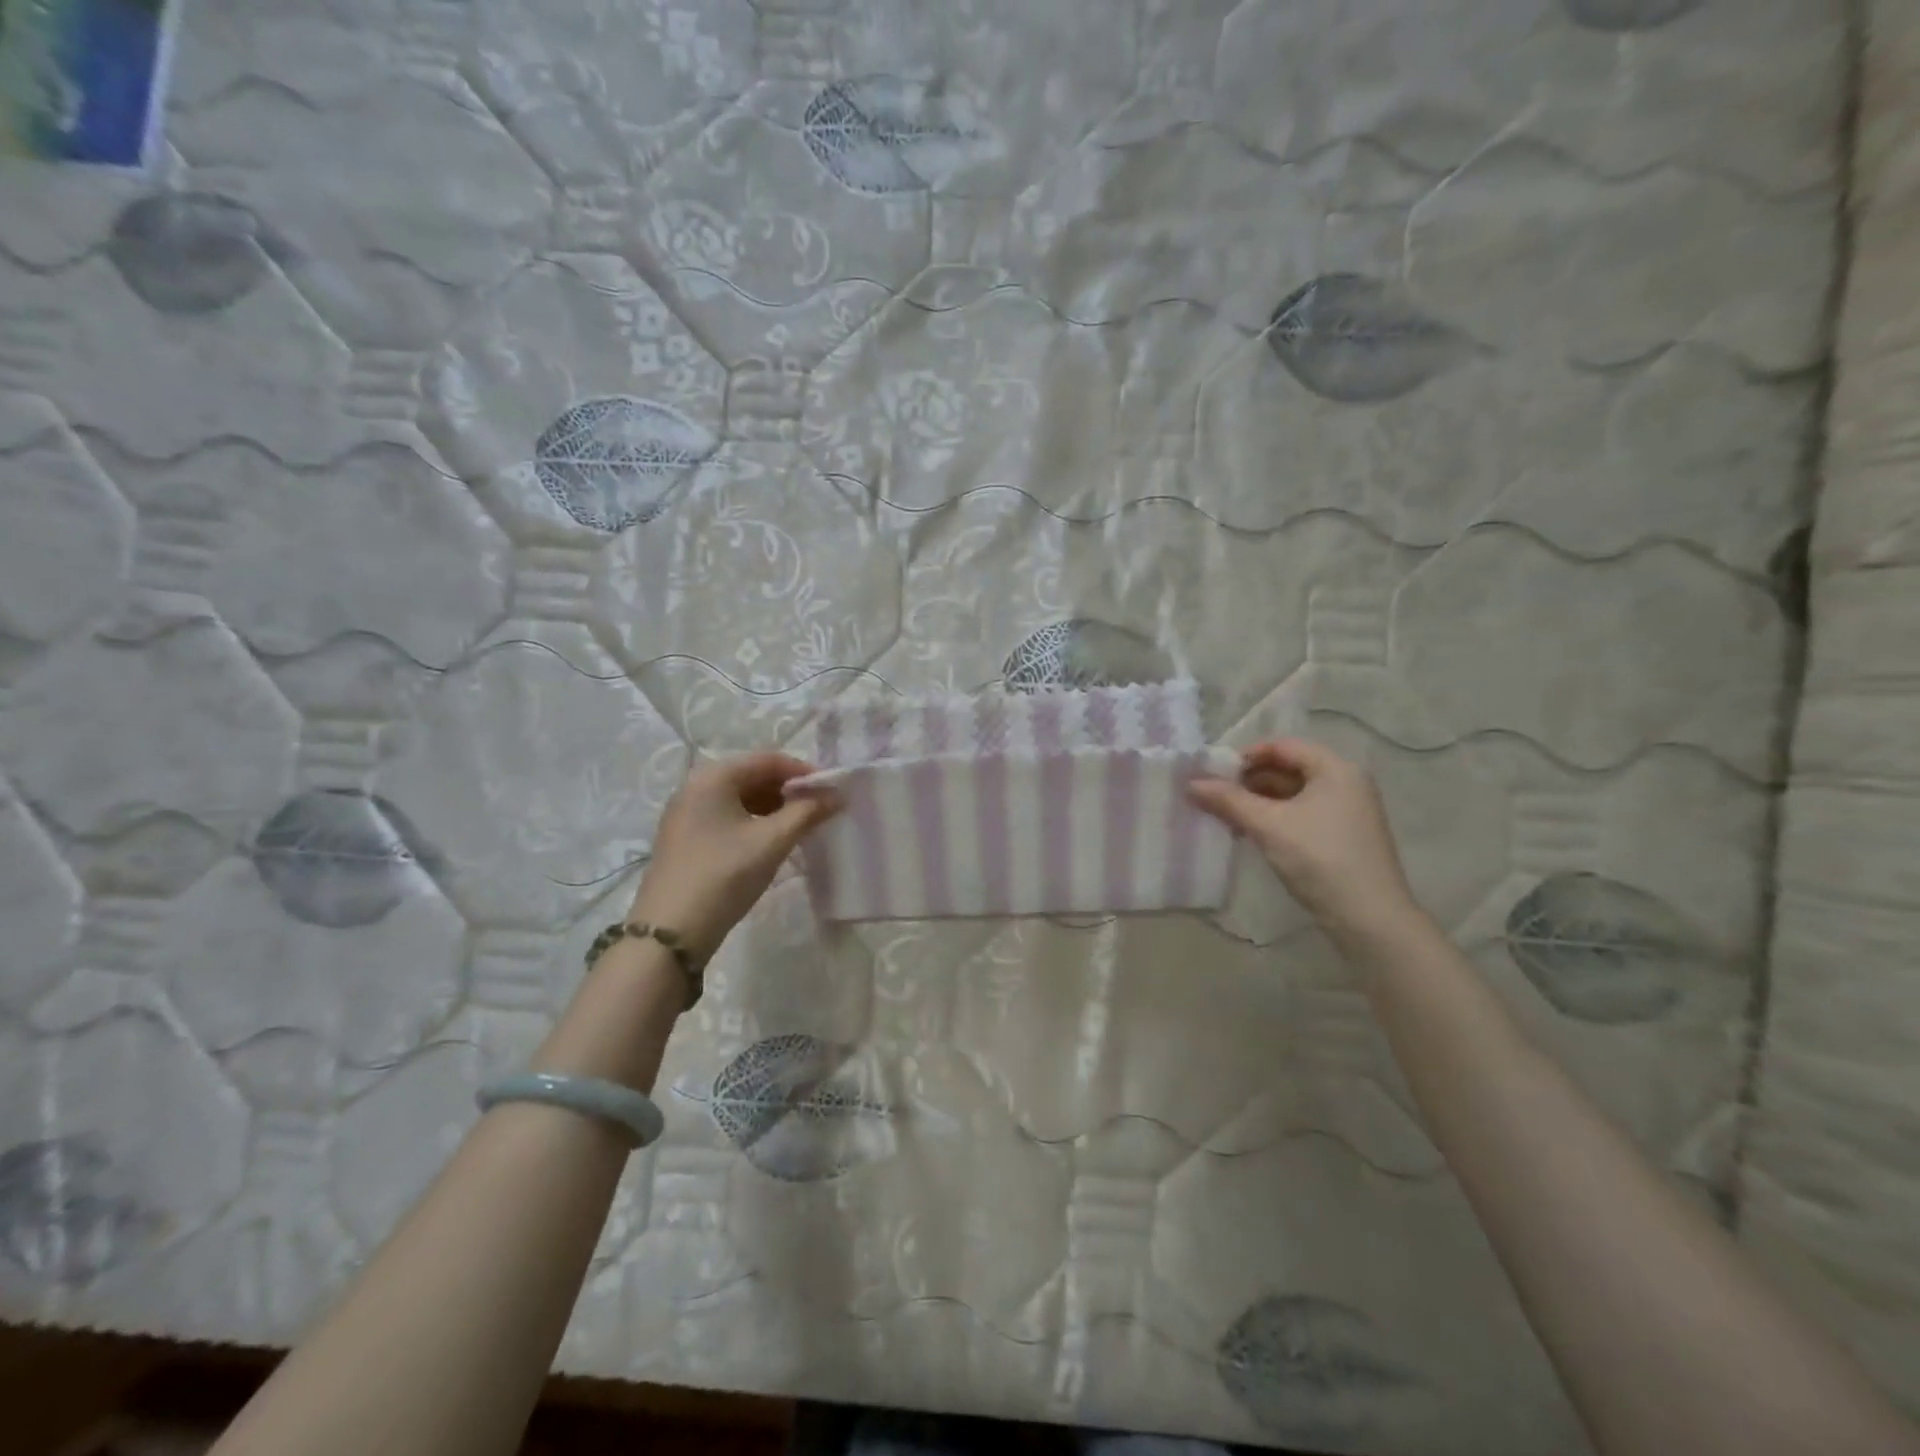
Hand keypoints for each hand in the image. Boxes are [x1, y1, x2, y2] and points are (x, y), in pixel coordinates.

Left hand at [627, 754, 840, 955]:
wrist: (670, 933)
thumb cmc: (724, 876)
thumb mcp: (772, 842)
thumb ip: (807, 812)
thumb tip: (837, 794)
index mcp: (713, 777)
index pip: (768, 759)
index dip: (804, 771)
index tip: (832, 791)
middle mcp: (694, 786)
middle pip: (752, 775)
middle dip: (789, 790)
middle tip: (819, 810)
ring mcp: (685, 813)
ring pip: (739, 797)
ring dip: (773, 807)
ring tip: (800, 827)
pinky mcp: (684, 838)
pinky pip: (726, 816)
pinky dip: (753, 821)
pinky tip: (770, 842)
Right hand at [1189, 739, 1419, 941]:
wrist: (1368, 918)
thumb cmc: (1319, 859)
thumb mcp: (1268, 825)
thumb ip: (1229, 800)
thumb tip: (1191, 783)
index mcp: (1335, 769)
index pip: (1283, 746)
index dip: (1246, 756)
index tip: (1215, 774)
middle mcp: (1346, 783)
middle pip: (1288, 769)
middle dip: (1249, 781)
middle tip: (1215, 796)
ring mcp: (1348, 812)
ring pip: (1293, 795)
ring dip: (1258, 802)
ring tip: (1226, 816)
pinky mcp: (1343, 837)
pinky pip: (1302, 815)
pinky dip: (1275, 818)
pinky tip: (1250, 833)